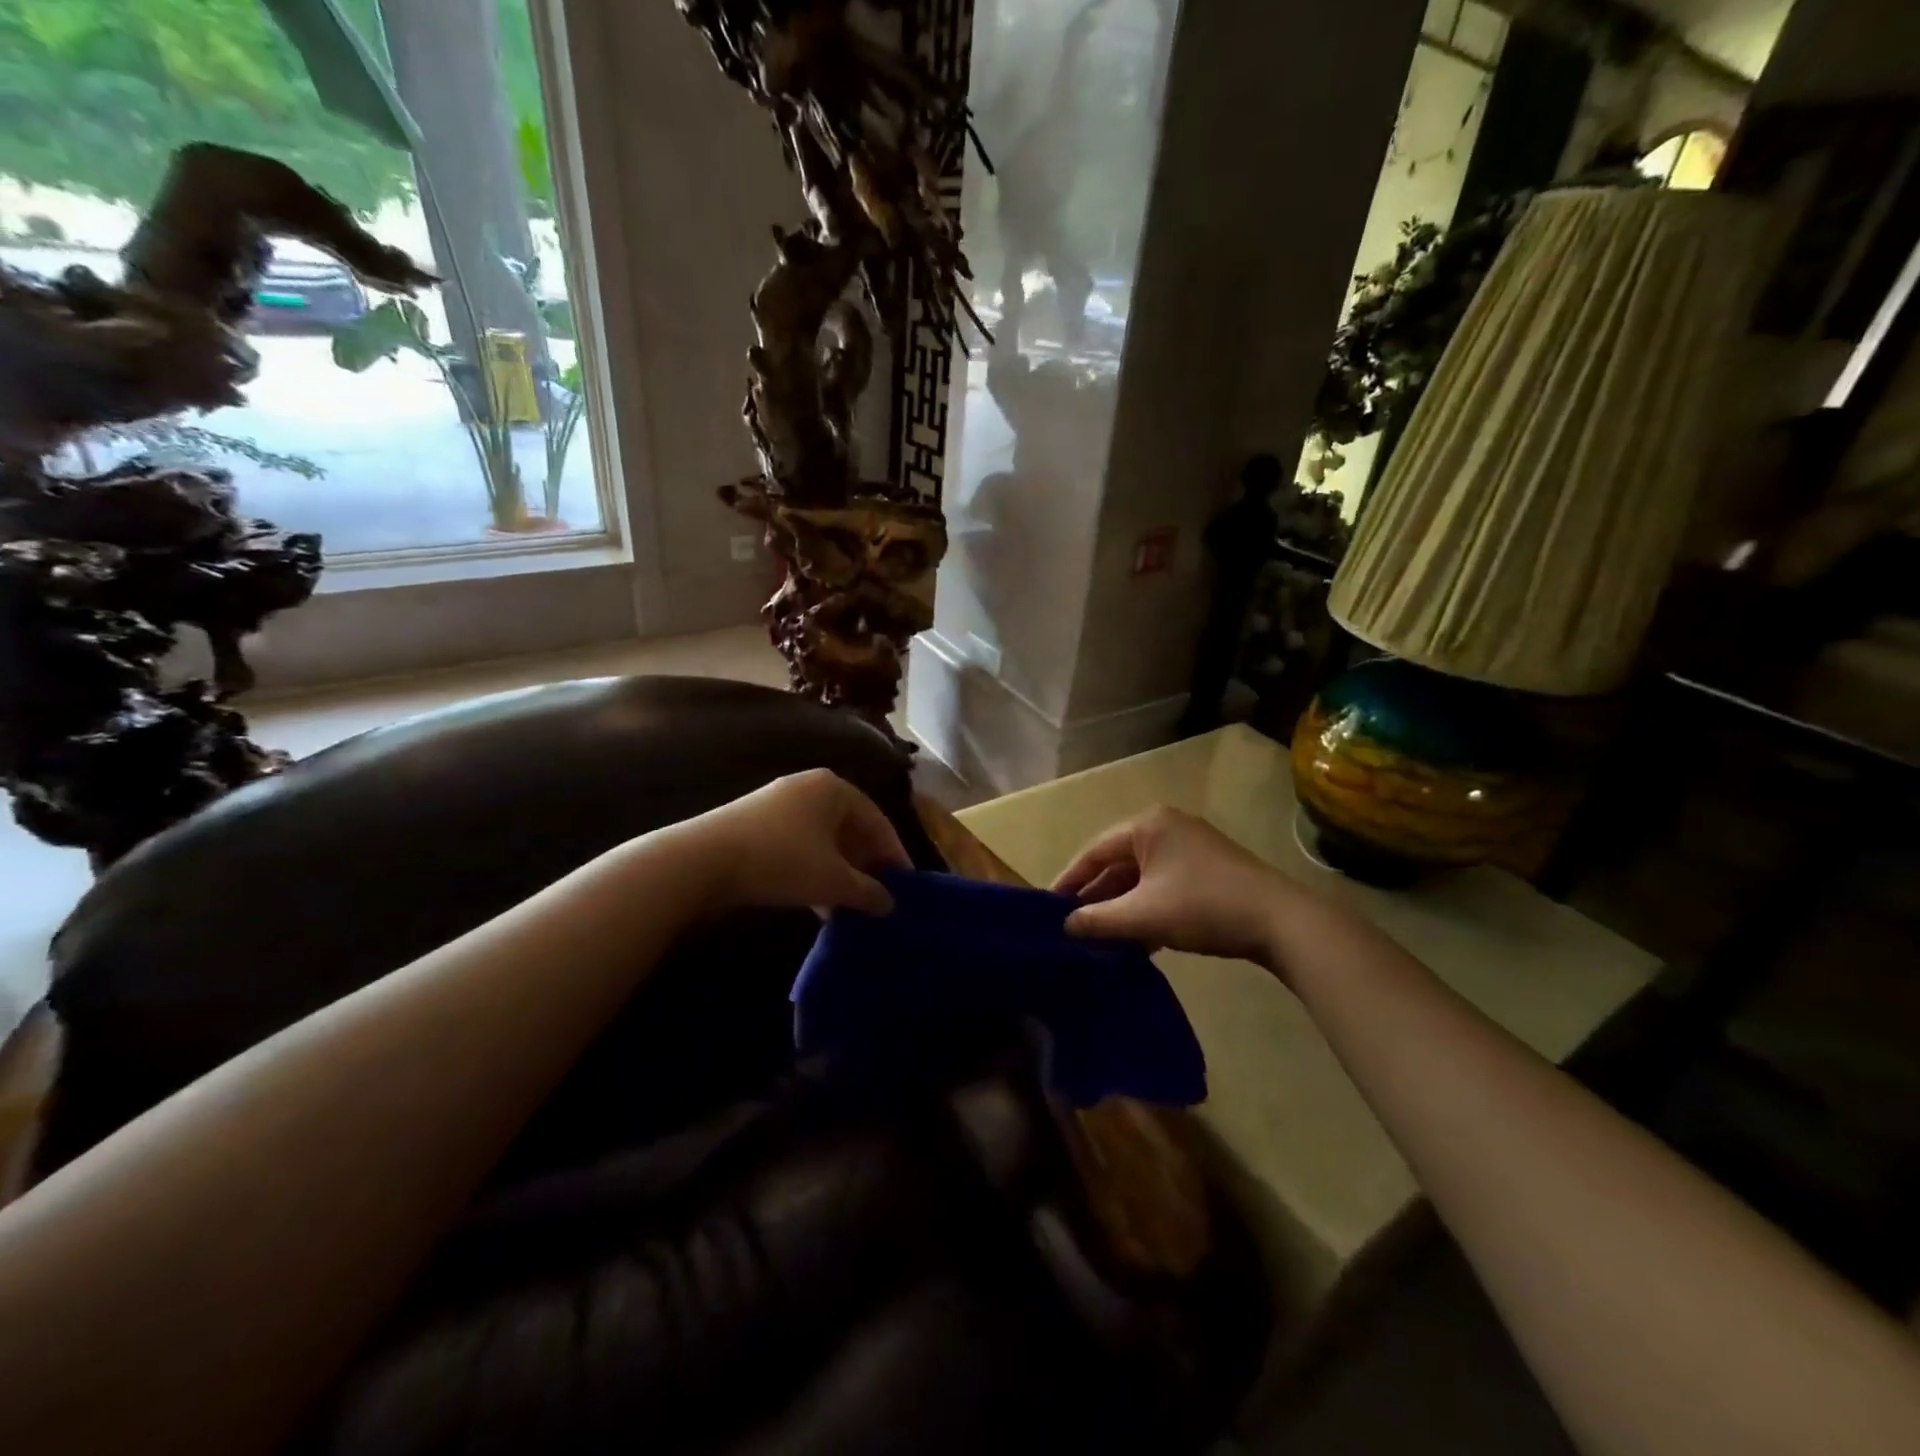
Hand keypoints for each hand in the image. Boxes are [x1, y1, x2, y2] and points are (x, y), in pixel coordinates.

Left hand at [686, 769, 911, 916]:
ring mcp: (778, 804)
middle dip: (865, 866)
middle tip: (878, 897)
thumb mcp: (833, 881)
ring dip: (839, 873)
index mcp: (834, 789)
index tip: (906, 886)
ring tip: (849, 907)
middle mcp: (809, 788)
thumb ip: (868, 892)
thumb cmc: (781, 861)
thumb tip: (889, 905)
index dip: (894, 855)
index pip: (878, 821)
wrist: (701, 861)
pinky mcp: (755, 825)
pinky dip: (813, 872)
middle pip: (850, 829)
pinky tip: (817, 904)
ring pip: (823, 841)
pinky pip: (798, 847)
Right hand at [1052, 806, 1307, 962]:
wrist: (1281, 922)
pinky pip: (1163, 885)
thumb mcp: (1143, 915)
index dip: (1069, 880)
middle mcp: (1167, 827)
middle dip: (1097, 897)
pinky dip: (1147, 909)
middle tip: (1073, 927)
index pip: (1094, 851)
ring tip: (1100, 939)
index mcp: (1147, 825)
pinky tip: (1138, 940)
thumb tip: (1065, 926)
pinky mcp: (1208, 869)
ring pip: (1142, 878)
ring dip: (1122, 908)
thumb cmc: (1203, 907)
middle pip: (1118, 863)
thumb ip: (1098, 920)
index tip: (1048, 908)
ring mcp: (1191, 847)